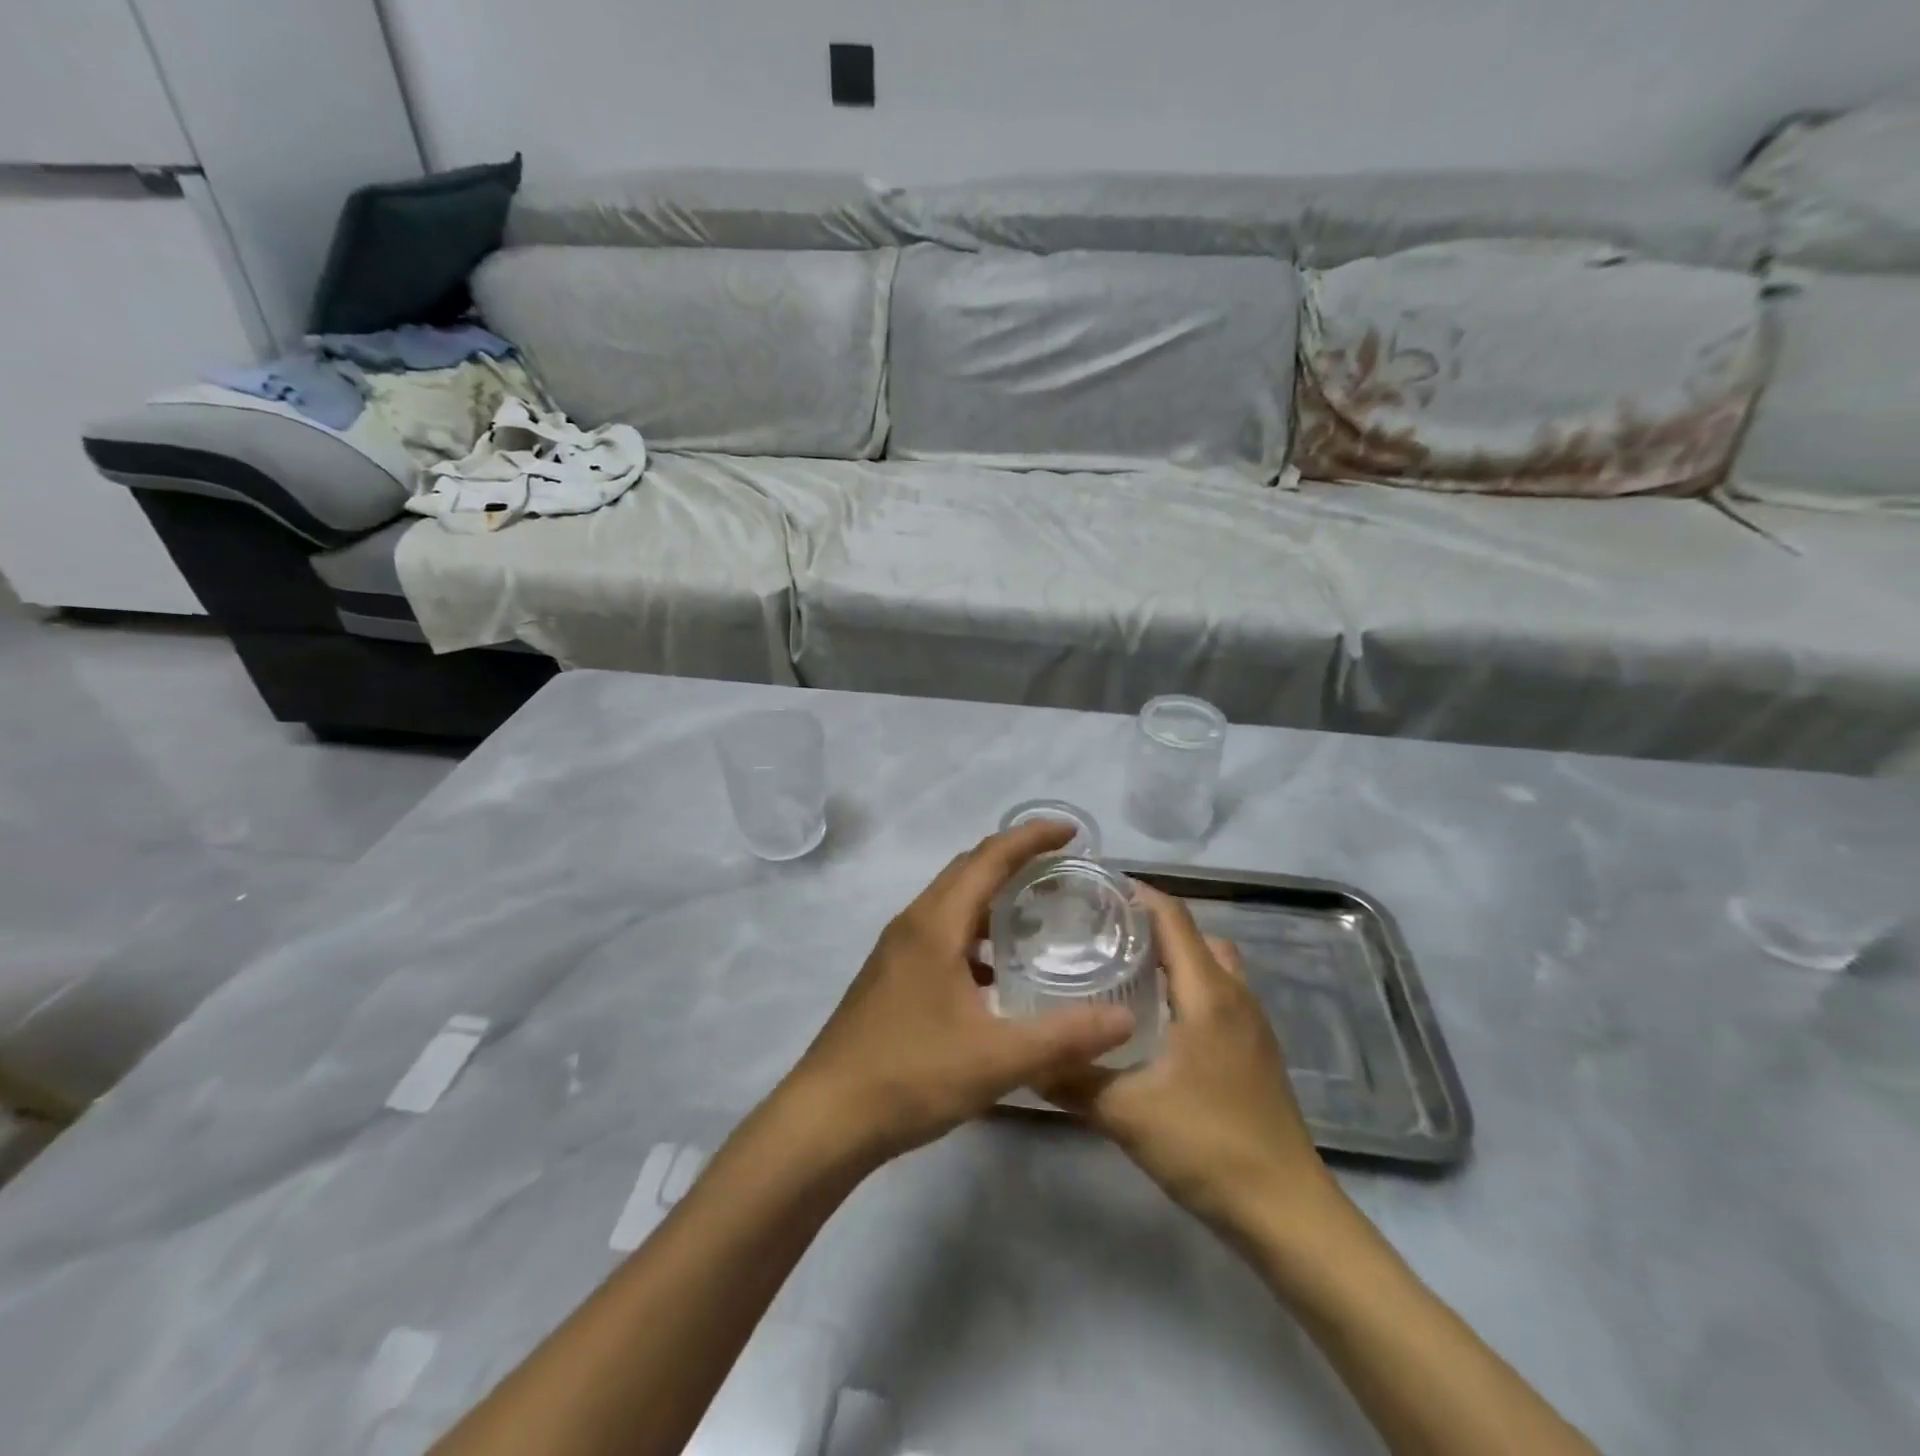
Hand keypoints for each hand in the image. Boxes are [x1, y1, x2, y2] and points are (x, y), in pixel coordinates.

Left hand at [781, 820, 1133, 1169]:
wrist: (826, 1117)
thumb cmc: (910, 1075)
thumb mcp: (996, 1058)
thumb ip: (1064, 1036)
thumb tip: (1125, 1018)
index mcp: (935, 924)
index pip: (989, 858)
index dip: (1031, 838)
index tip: (1072, 832)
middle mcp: (913, 924)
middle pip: (967, 870)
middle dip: (1014, 859)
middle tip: (1062, 868)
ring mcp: (897, 950)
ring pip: (951, 902)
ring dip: (992, 895)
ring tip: (1037, 914)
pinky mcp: (891, 976)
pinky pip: (940, 933)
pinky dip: (974, 932)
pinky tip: (997, 972)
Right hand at [1047, 885, 1341, 1235]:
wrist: (1286, 1212)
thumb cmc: (1208, 1145)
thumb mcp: (1126, 1112)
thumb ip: (1072, 1079)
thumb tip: (1025, 1057)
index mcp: (1208, 993)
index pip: (1173, 918)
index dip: (1136, 894)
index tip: (1092, 888)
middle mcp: (1234, 996)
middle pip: (1193, 935)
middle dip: (1148, 923)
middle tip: (1098, 931)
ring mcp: (1250, 1025)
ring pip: (1210, 966)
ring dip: (1172, 956)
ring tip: (1121, 968)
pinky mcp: (1254, 1052)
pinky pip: (1217, 995)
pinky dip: (1186, 986)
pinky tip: (1153, 1019)